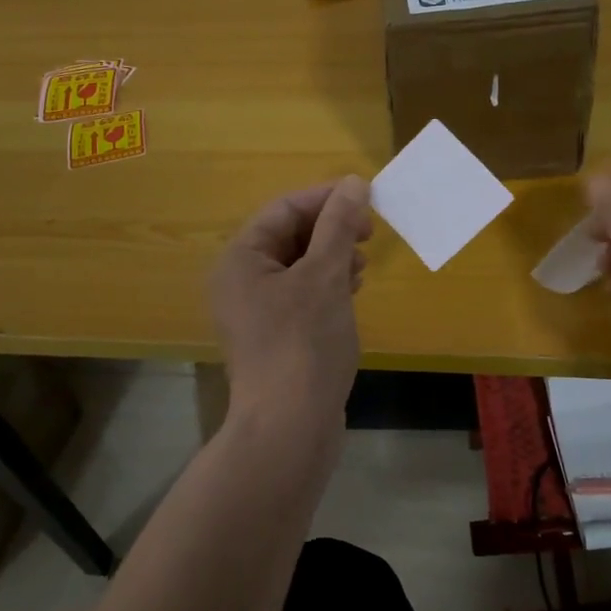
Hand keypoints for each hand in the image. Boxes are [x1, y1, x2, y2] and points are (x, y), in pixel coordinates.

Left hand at [210, 176, 371, 431]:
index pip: (284, 209)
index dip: (326, 198)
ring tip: (361, 266)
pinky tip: (352, 291)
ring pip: (298, 265)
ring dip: (332, 257)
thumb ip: (338, 225)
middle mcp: (240, 280)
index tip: (368, 198)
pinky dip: (327, 285)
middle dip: (331, 229)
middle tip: (369, 233)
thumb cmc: (304, 343)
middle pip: (289, 235)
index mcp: (240, 259)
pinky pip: (301, 294)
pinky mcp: (274, 335)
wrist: (290, 427)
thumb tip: (354, 183)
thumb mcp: (325, 276)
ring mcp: (255, 311)